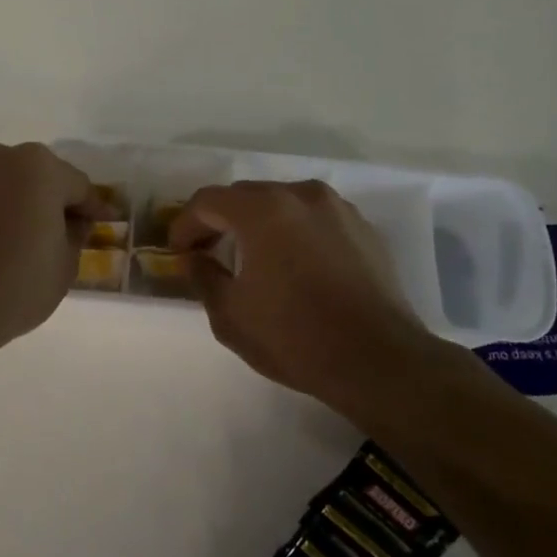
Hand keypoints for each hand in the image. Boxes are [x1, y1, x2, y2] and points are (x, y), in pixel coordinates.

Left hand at [0, 139, 95, 358]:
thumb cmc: (15, 284)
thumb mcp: (65, 266)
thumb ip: (74, 235)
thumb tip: (71, 223)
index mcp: (38, 167)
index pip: (77, 185)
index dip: (92, 207)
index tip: (102, 222)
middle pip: (31, 176)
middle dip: (44, 199)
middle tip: (53, 231)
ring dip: (4, 203)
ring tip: (8, 239)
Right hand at [171, 180, 435, 408]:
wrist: (379, 361)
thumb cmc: (294, 337)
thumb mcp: (230, 315)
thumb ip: (203, 276)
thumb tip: (196, 258)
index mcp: (263, 210)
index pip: (208, 201)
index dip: (185, 224)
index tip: (178, 252)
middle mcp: (301, 196)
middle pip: (246, 196)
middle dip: (221, 220)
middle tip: (208, 252)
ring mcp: (338, 209)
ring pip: (284, 203)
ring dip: (259, 224)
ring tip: (253, 258)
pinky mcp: (365, 229)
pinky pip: (316, 220)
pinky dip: (295, 233)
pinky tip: (295, 266)